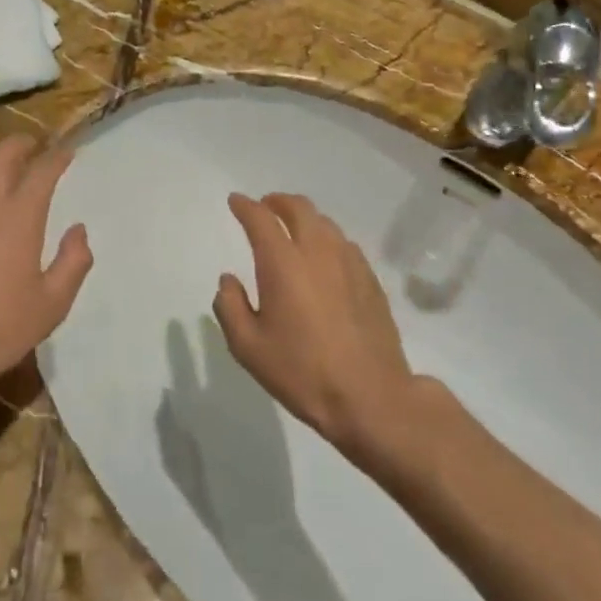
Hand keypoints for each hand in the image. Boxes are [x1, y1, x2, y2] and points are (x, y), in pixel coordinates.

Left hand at [0, 136, 91, 405]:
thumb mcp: (52, 304)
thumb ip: (73, 262)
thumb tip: (78, 231)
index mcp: (20, 216)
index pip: (42, 171)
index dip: (58, 157)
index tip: (68, 152)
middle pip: (2, 155)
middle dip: (22, 145)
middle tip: (34, 147)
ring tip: (4, 165)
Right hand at [212, 193, 419, 461]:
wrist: (371, 398)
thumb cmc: (302, 372)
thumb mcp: (248, 347)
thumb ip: (230, 307)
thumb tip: (229, 280)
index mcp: (282, 263)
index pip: (260, 218)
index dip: (245, 206)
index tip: (235, 202)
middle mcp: (317, 252)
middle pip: (299, 208)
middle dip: (277, 202)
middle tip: (265, 208)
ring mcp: (349, 264)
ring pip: (325, 223)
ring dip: (304, 218)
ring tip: (294, 230)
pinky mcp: (371, 281)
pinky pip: (345, 245)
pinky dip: (327, 239)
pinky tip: (325, 258)